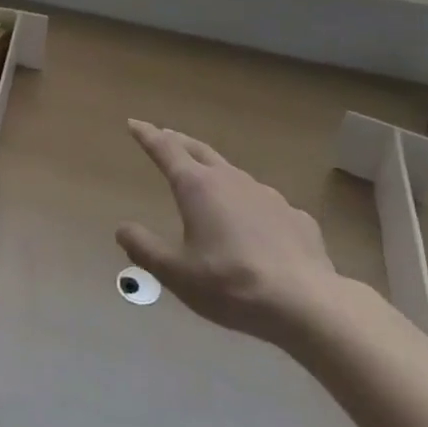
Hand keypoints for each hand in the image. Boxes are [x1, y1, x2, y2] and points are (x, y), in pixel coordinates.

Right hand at [116, 119, 340, 342]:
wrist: (304, 302)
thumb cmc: (229, 284)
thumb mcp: (175, 272)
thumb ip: (145, 248)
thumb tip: (122, 229)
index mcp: (197, 187)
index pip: (166, 150)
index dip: (147, 136)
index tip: (134, 123)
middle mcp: (231, 180)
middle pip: (199, 151)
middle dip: (179, 141)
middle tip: (166, 136)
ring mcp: (267, 195)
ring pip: (233, 175)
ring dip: (215, 172)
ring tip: (209, 183)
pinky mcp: (295, 217)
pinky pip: (264, 205)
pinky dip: (250, 206)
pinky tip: (255, 228)